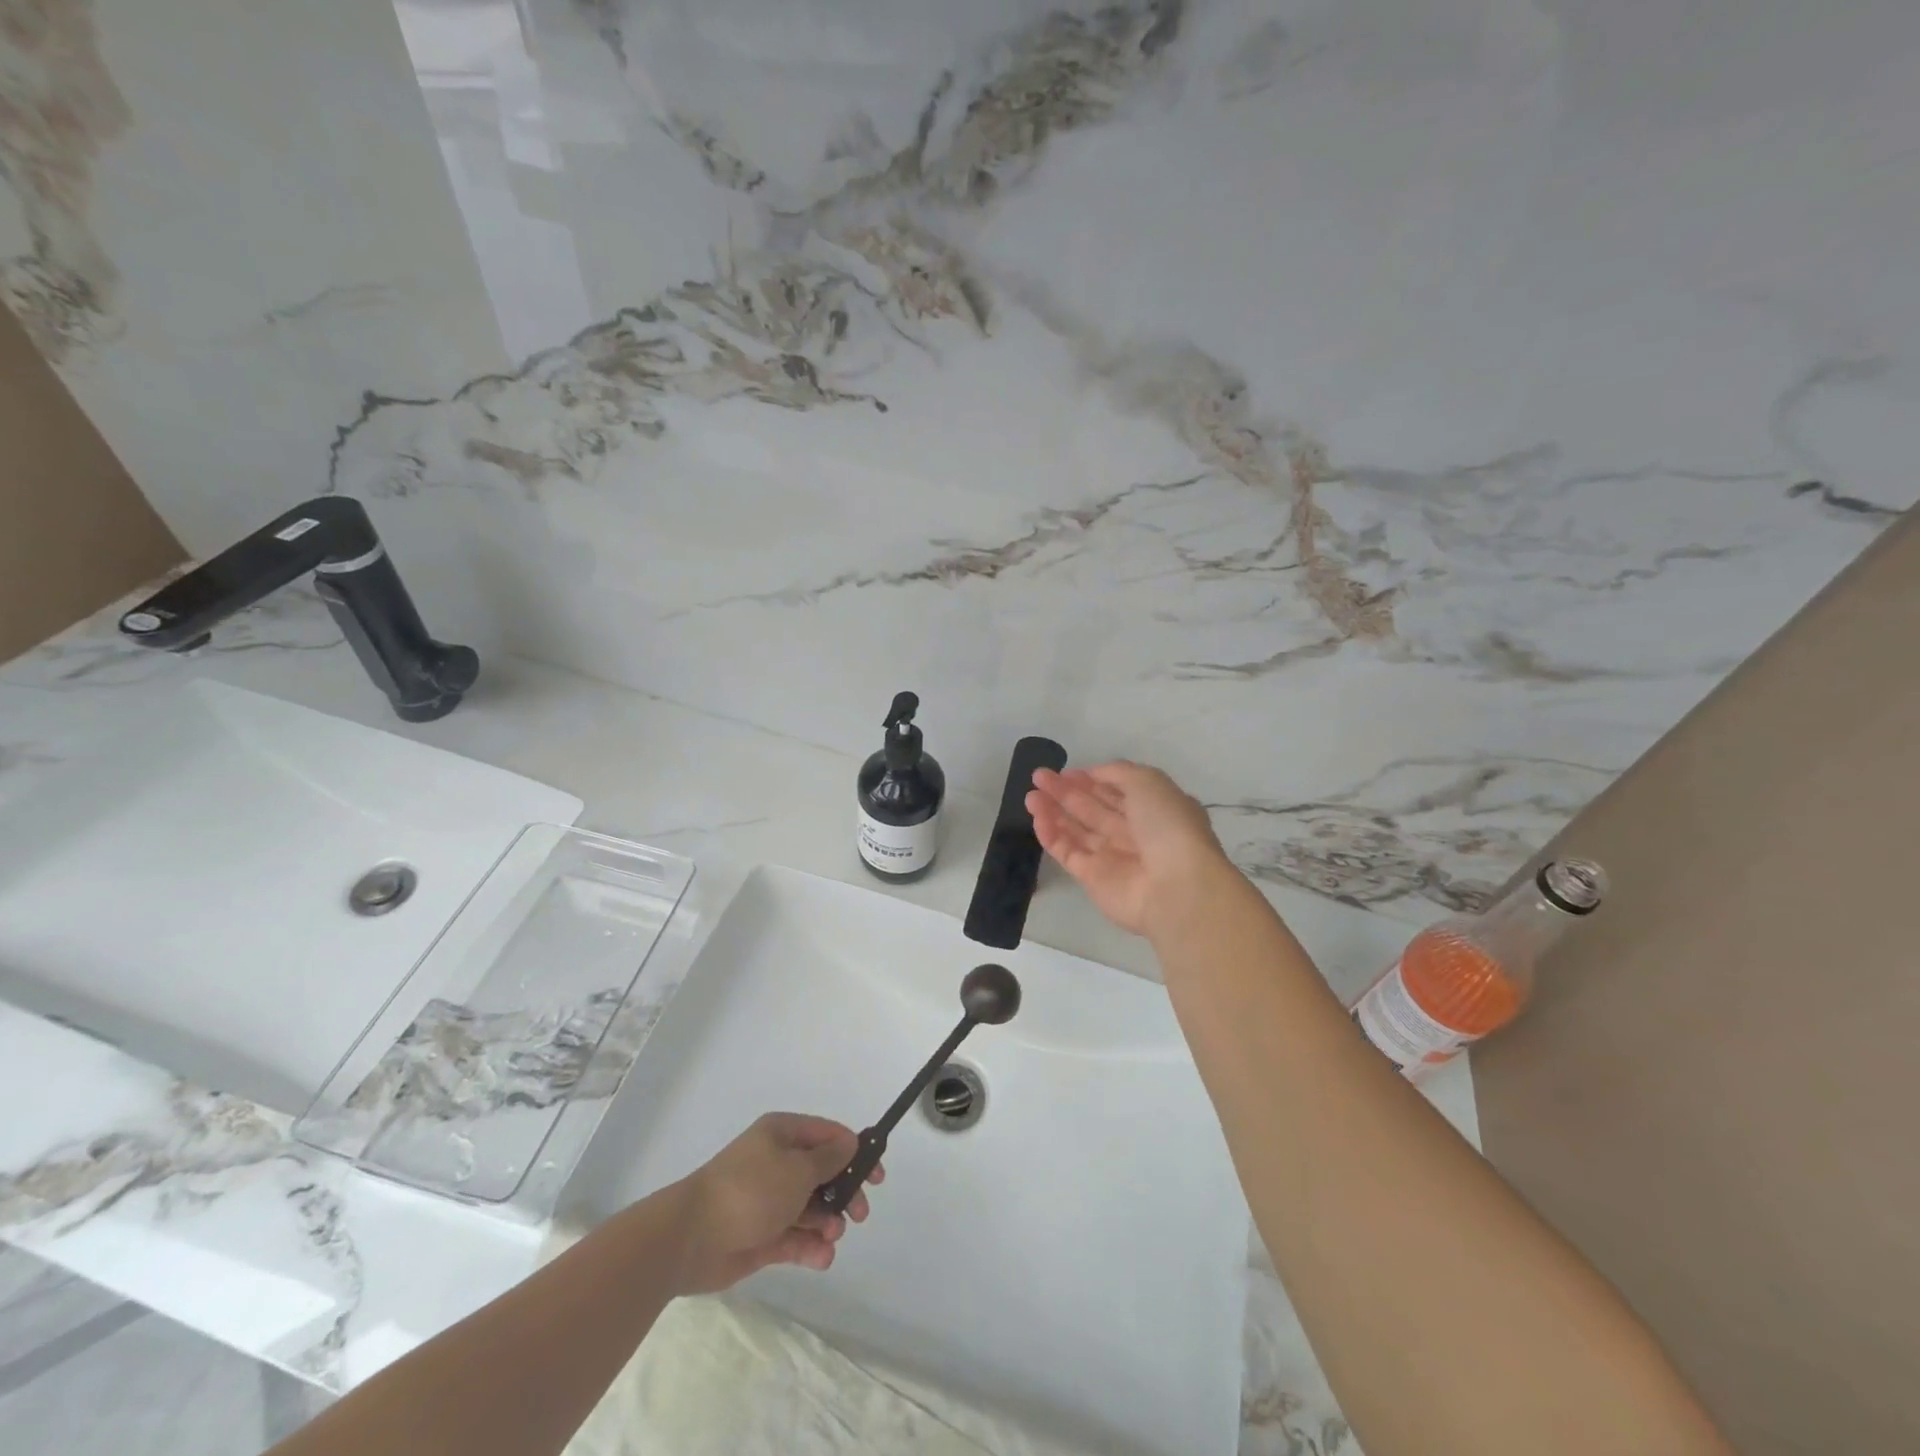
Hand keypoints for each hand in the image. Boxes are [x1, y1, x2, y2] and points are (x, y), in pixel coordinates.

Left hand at [669, 1113, 882, 1294]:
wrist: (691, 1238)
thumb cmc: (750, 1190)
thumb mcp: (798, 1168)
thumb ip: (830, 1159)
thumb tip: (851, 1144)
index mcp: (783, 1135)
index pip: (828, 1136)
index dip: (855, 1152)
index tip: (877, 1175)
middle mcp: (777, 1163)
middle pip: (823, 1174)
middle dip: (844, 1193)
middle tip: (860, 1213)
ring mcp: (769, 1201)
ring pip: (811, 1208)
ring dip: (828, 1223)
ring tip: (831, 1237)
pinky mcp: (761, 1236)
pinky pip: (795, 1238)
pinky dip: (811, 1247)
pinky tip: (822, 1258)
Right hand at [1027, 762, 1231, 938]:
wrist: (1175, 886)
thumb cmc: (1167, 826)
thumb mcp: (1148, 781)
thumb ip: (1118, 772)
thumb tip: (1094, 773)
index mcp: (1153, 809)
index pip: (1116, 790)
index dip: (1091, 779)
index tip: (1065, 771)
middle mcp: (1133, 832)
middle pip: (1092, 808)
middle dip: (1066, 791)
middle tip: (1038, 777)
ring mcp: (1112, 857)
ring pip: (1077, 830)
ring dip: (1053, 811)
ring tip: (1030, 795)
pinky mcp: (1092, 879)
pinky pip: (1068, 852)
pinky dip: (1052, 836)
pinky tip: (1036, 818)